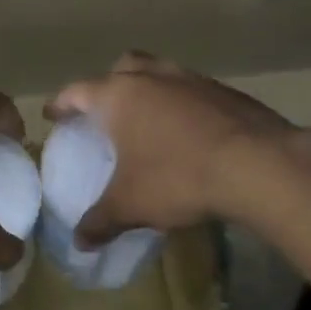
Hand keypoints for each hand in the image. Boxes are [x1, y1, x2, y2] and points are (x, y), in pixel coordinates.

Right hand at [47, 52, 310, 244]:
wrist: (257, 165)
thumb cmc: (178, 177)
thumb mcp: (131, 205)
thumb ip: (100, 221)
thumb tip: (79, 242)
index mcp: (120, 96)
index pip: (78, 91)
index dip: (62, 103)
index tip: (53, 115)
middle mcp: (153, 77)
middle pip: (122, 67)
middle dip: (108, 85)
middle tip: (104, 111)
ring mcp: (193, 80)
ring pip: (161, 73)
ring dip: (149, 91)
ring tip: (148, 121)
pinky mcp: (225, 92)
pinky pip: (192, 91)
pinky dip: (182, 105)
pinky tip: (189, 133)